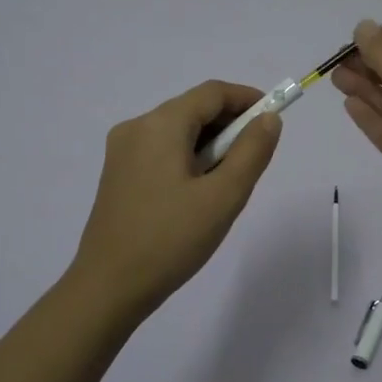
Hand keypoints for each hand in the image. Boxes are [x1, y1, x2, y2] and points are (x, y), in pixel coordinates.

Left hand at [69, 80, 281, 319]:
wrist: (108, 288)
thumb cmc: (170, 240)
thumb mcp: (223, 196)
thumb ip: (251, 151)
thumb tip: (268, 119)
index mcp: (160, 124)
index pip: (212, 93)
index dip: (247, 99)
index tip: (274, 118)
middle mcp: (136, 127)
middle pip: (193, 109)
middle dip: (229, 124)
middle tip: (254, 158)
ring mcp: (122, 150)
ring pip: (177, 131)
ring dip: (209, 144)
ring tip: (228, 182)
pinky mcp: (117, 173)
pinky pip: (161, 150)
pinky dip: (187, 157)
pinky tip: (198, 192)